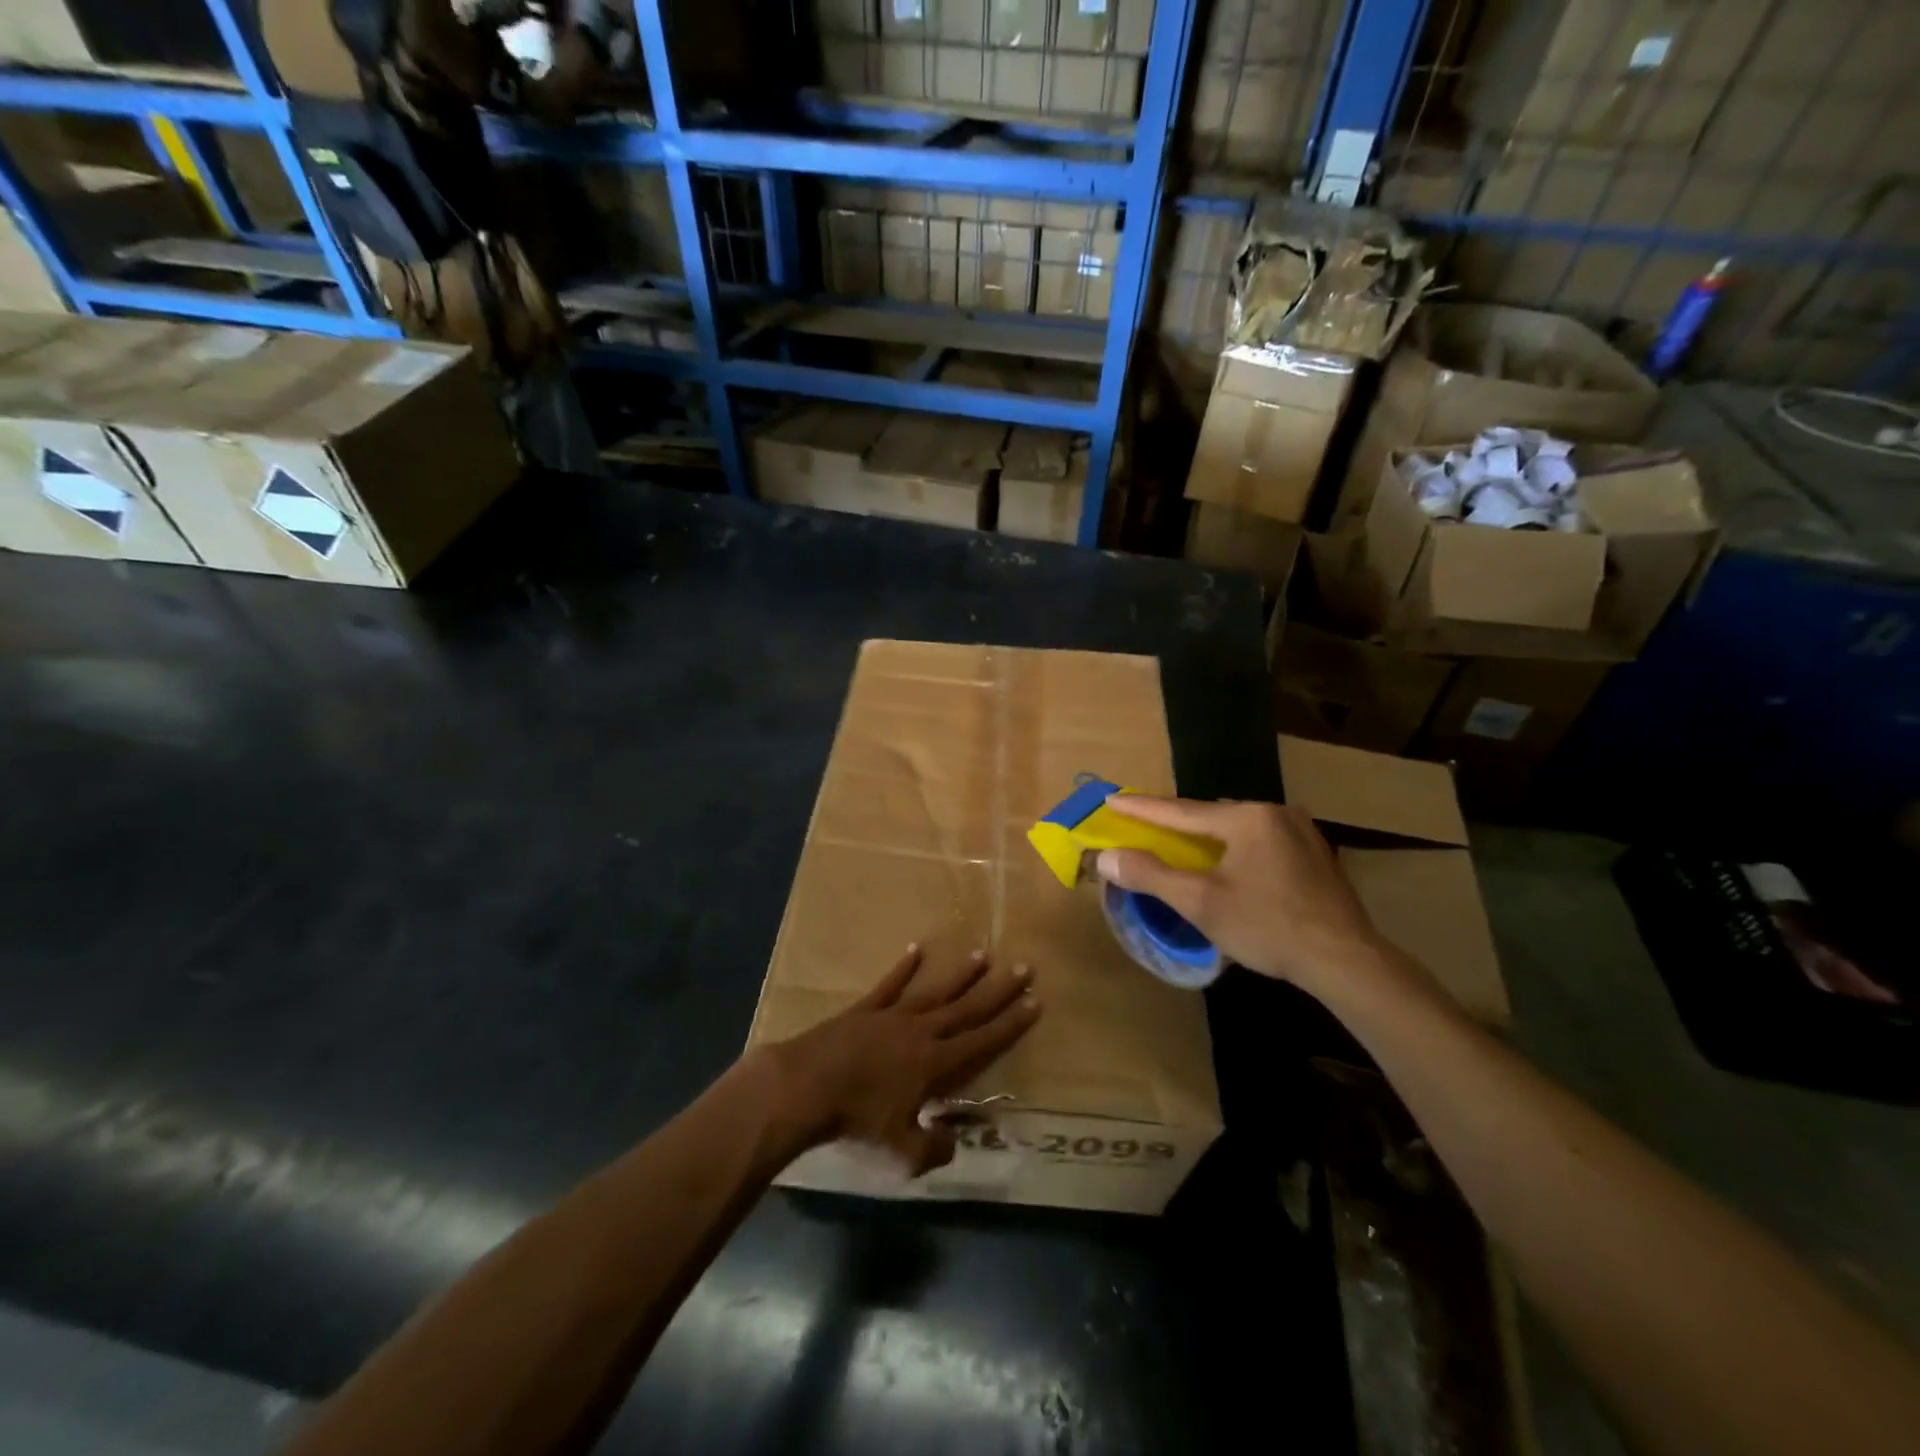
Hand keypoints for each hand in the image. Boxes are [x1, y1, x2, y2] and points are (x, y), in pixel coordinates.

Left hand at [767, 947, 1040, 1175]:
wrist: (806, 1087)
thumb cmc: (855, 1120)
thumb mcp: (900, 1152)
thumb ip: (933, 1148)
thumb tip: (952, 1140)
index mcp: (935, 1064)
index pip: (983, 1040)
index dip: (1011, 1023)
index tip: (1035, 1002)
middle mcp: (921, 1031)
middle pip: (968, 1007)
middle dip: (999, 989)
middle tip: (1024, 967)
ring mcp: (893, 1016)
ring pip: (935, 991)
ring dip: (960, 974)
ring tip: (982, 954)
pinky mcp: (865, 1009)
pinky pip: (890, 984)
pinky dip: (904, 967)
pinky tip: (916, 949)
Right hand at [1095, 795, 1382, 996]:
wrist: (1345, 960)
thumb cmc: (1267, 927)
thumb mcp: (1200, 903)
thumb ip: (1150, 875)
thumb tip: (1106, 857)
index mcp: (1247, 818)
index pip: (1180, 811)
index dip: (1141, 808)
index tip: (1111, 798)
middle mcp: (1276, 812)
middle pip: (1211, 816)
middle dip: (1176, 822)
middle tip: (1145, 823)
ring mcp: (1301, 832)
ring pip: (1238, 828)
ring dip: (1208, 837)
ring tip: (1182, 843)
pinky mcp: (1316, 854)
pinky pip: (1262, 841)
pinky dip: (1236, 848)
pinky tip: (1230, 864)